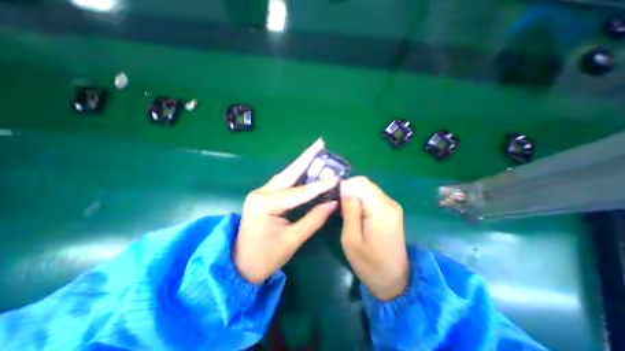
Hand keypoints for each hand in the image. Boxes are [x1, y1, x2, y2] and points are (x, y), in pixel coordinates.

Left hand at [234, 139, 339, 283]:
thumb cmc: (265, 257)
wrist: (240, 266)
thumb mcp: (292, 240)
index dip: (319, 186)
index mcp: (266, 204)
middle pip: (289, 172)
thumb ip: (314, 220)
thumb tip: (333, 203)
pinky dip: (295, 175)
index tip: (336, 178)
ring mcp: (260, 193)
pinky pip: (282, 182)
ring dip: (301, 163)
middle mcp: (261, 193)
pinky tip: (304, 168)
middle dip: (306, 157)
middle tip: (320, 143)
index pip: (299, 192)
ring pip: (285, 175)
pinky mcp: (263, 196)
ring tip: (315, 152)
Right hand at [337, 177, 410, 299]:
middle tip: (341, 209)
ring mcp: (392, 206)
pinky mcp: (391, 211)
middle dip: (350, 192)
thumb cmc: (370, 264)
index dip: (346, 186)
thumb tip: (345, 188)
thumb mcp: (351, 239)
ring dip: (355, 197)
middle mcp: (389, 203)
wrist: (396, 281)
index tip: (337, 201)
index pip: (361, 182)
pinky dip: (361, 202)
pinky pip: (372, 197)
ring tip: (347, 214)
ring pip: (368, 189)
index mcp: (381, 210)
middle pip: (365, 184)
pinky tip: (357, 215)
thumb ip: (349, 211)